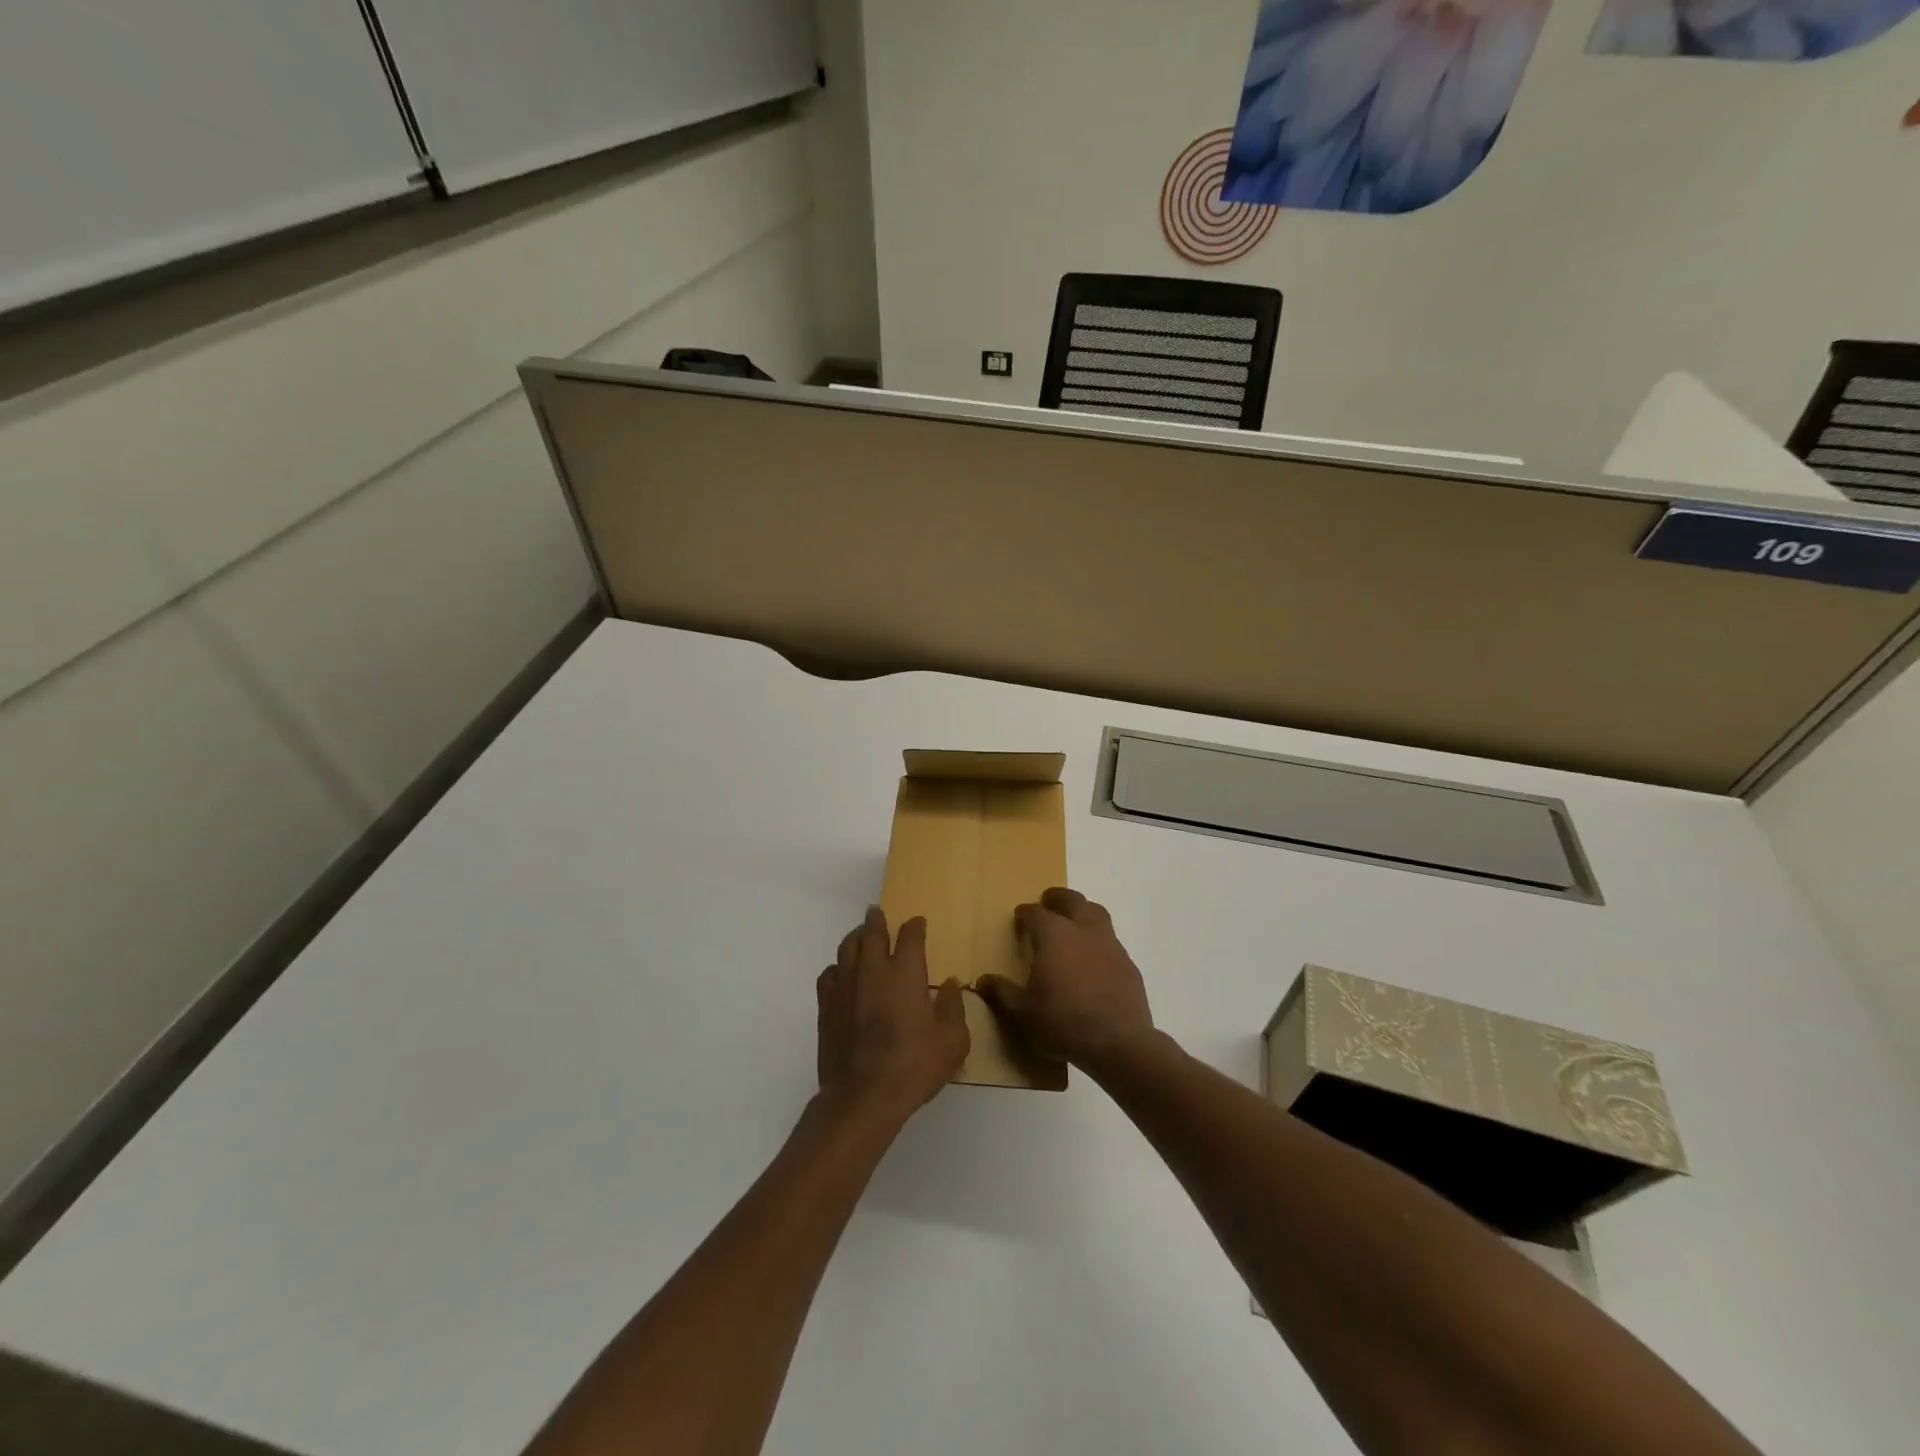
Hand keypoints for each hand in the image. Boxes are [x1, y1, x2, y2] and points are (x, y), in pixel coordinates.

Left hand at [817, 908, 968, 1121]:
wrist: (863, 1097)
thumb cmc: (913, 1066)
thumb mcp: (952, 1042)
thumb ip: (953, 1007)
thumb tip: (950, 983)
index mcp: (905, 973)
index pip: (910, 935)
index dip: (915, 926)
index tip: (918, 923)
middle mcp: (872, 969)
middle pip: (872, 931)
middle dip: (877, 919)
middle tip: (878, 913)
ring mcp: (845, 985)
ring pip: (847, 947)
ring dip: (856, 937)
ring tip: (861, 936)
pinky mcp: (826, 1005)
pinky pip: (829, 973)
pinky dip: (838, 967)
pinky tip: (842, 974)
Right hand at [976, 887, 1153, 1071]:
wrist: (1118, 1043)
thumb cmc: (1063, 1022)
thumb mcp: (1023, 1012)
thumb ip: (1002, 992)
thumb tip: (983, 980)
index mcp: (1054, 935)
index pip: (1036, 913)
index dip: (1026, 912)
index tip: (1020, 916)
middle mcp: (1083, 930)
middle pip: (1072, 900)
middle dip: (1058, 898)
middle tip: (1048, 901)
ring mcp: (1110, 945)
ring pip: (1097, 914)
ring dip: (1083, 912)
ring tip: (1074, 923)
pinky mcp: (1128, 964)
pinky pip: (1111, 941)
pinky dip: (1099, 941)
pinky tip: (1094, 959)